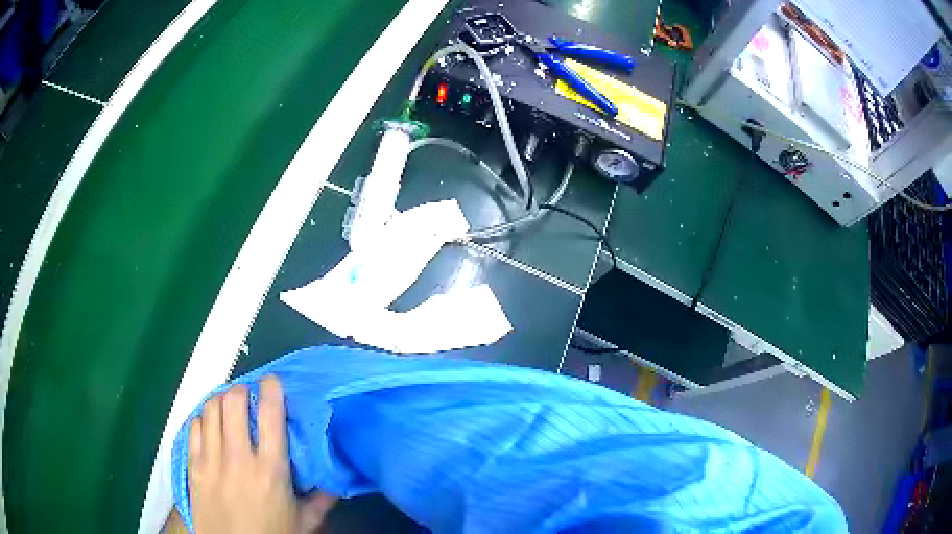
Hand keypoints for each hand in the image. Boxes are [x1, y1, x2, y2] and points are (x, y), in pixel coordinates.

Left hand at [185, 375, 335, 533]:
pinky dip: (203, 418)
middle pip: (234, 402)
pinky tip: (210, 425)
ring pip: (211, 409)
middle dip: (242, 390)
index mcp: (270, 470)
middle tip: (248, 395)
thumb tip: (337, 480)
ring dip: (221, 400)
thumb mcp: (303, 522)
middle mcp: (238, 458)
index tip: (272, 382)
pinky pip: (193, 427)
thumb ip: (321, 499)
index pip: (270, 415)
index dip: (271, 389)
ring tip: (228, 406)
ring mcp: (211, 460)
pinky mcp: (193, 466)